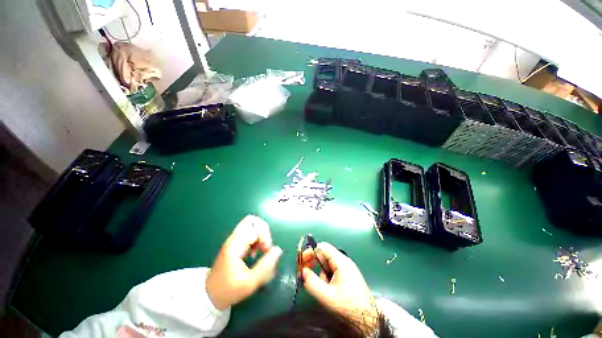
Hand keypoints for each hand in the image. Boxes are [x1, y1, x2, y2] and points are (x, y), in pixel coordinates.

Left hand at [206, 215, 282, 309]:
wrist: (209, 295)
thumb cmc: (228, 290)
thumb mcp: (249, 283)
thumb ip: (265, 266)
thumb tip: (278, 250)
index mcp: (236, 245)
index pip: (256, 229)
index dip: (265, 238)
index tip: (266, 252)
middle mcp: (234, 238)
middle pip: (252, 220)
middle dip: (263, 230)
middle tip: (265, 245)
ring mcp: (234, 240)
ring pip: (251, 225)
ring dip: (260, 234)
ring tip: (261, 249)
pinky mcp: (235, 243)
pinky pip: (249, 232)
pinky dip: (256, 238)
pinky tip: (255, 252)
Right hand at [302, 242, 377, 329]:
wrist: (368, 320)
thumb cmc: (348, 306)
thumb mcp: (327, 296)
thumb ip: (312, 282)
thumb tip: (304, 271)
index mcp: (341, 261)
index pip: (322, 247)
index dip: (310, 252)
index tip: (302, 262)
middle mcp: (345, 261)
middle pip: (325, 255)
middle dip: (315, 264)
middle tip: (306, 274)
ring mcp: (348, 268)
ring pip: (328, 265)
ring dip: (322, 274)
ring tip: (325, 289)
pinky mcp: (349, 275)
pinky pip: (334, 271)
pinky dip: (328, 278)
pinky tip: (330, 290)